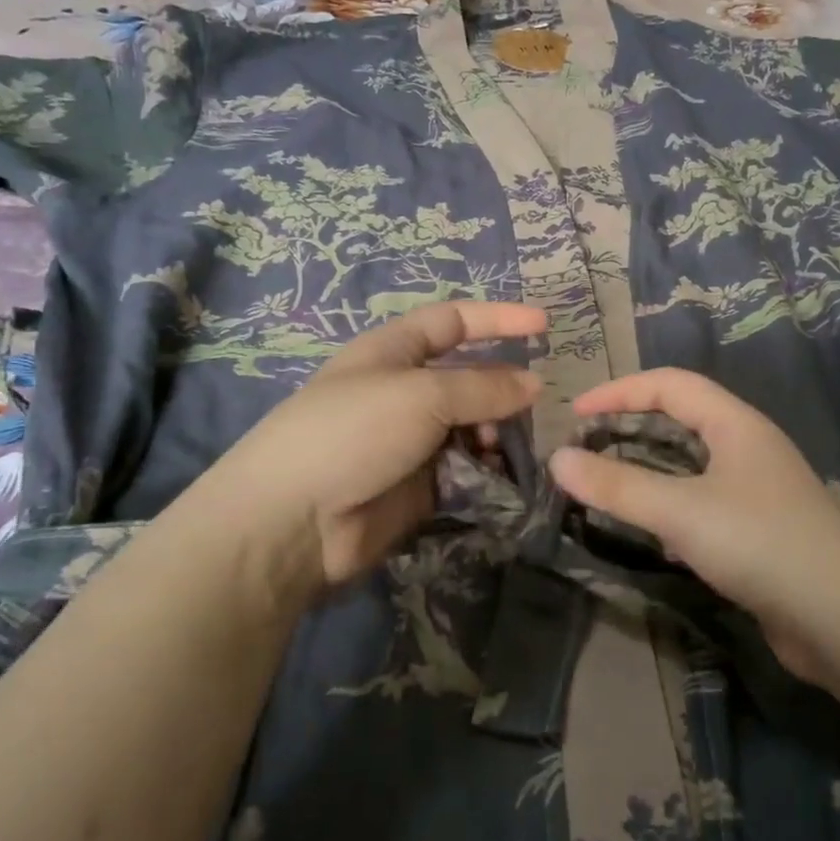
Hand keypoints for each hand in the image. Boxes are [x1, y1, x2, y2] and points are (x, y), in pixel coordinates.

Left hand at [218, 301, 545, 595]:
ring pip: (471, 427)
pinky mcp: (418, 486)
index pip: (452, 322)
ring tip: (505, 449)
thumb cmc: (353, 433)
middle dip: (502, 388)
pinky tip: (498, 477)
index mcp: (392, 352)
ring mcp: (410, 441)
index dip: (497, 318)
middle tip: (533, 407)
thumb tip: (533, 385)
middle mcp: (403, 392)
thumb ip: (483, 387)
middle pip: (467, 378)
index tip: (544, 325)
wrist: (295, 522)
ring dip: (495, 433)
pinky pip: (464, 469)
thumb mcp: (421, 395)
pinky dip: (485, 470)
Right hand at [548, 368, 839, 688]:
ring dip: (650, 467)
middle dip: (632, 426)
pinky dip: (671, 503)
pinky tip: (652, 530)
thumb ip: (617, 485)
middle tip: (587, 448)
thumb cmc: (761, 545)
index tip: (575, 415)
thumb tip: (557, 460)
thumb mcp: (680, 511)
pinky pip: (704, 501)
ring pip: (693, 464)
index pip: (671, 384)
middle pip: (683, 419)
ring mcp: (760, 490)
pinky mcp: (761, 530)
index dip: (619, 391)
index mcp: (737, 425)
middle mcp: (751, 448)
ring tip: (609, 484)